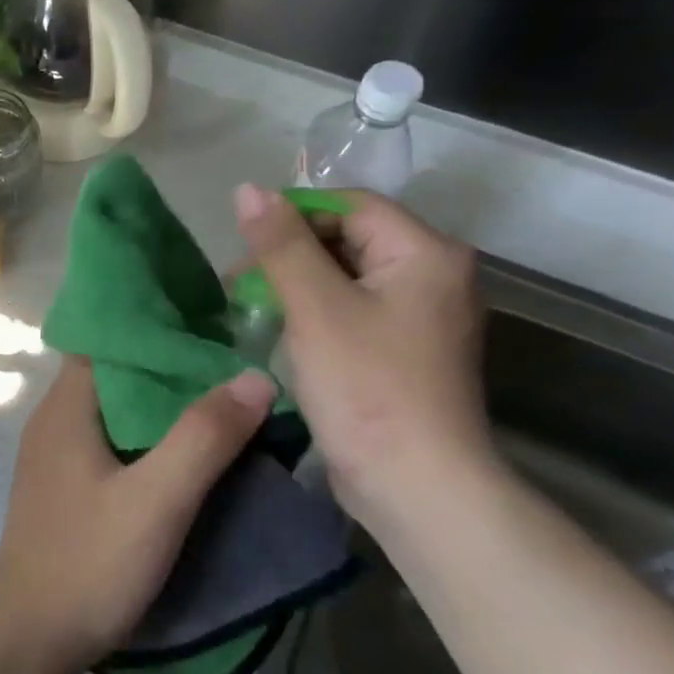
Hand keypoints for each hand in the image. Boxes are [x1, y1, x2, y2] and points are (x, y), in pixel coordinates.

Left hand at [0, 357, 275, 673]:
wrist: (30, 639)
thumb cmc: (88, 563)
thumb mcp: (156, 500)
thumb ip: (204, 437)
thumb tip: (255, 376)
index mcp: (66, 406)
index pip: (110, 339)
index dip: (160, 326)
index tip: (214, 321)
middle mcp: (55, 420)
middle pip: (119, 373)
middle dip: (173, 366)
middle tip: (235, 362)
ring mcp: (58, 456)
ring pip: (118, 411)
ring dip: (165, 406)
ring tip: (225, 400)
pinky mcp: (67, 488)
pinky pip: (114, 443)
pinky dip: (151, 438)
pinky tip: (189, 452)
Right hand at [234, 184, 492, 532]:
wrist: (416, 485)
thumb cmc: (367, 387)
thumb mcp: (315, 308)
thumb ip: (281, 245)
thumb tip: (247, 189)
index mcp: (426, 252)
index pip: (350, 205)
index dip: (293, 215)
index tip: (243, 245)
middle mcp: (434, 275)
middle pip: (350, 240)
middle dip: (290, 255)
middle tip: (238, 284)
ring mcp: (423, 317)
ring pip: (348, 279)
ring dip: (297, 287)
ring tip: (250, 309)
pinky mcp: (406, 351)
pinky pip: (355, 313)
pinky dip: (316, 316)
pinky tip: (282, 335)